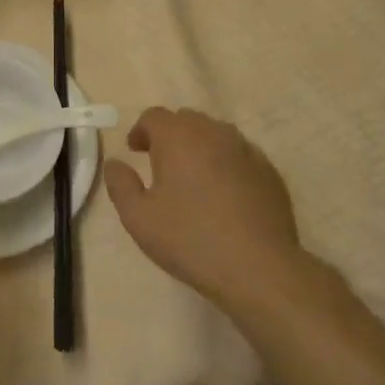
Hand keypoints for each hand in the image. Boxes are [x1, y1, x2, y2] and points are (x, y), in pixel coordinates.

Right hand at [105, 108, 301, 306]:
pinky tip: (225, 193)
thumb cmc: (190, 239)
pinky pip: (240, 154)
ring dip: (199, 146)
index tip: (135, 152)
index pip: (154, 116)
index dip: (141, 131)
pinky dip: (226, 163)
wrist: (259, 268)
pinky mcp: (269, 171)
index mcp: (178, 137)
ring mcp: (246, 149)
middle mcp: (213, 132)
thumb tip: (115, 163)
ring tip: (193, 177)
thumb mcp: (138, 218)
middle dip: (170, 135)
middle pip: (186, 120)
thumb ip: (120, 184)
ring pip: (215, 134)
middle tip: (161, 164)